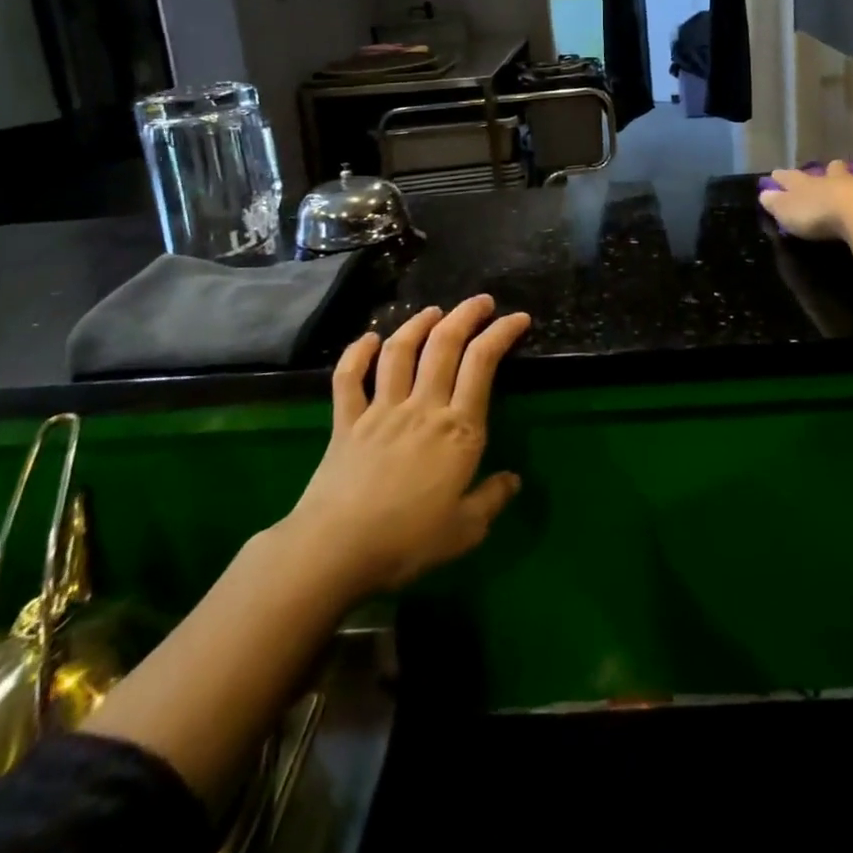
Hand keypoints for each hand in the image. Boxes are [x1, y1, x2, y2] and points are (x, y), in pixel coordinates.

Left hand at [283, 295, 528, 599]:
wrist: (335, 551)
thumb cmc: (407, 542)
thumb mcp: (465, 531)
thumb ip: (491, 500)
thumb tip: (513, 479)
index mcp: (458, 429)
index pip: (482, 364)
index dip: (501, 333)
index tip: (517, 318)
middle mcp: (422, 407)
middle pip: (445, 344)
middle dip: (466, 315)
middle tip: (481, 301)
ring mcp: (381, 409)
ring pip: (400, 351)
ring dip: (418, 324)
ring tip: (433, 311)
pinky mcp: (346, 421)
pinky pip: (349, 378)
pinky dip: (357, 353)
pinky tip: (369, 339)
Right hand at [760, 161, 852, 237]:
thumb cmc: (821, 217)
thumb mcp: (789, 213)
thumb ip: (777, 203)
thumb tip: (763, 193)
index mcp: (815, 184)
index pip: (795, 178)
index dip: (785, 177)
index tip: (777, 173)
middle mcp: (844, 180)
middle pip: (837, 170)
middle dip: (834, 169)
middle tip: (834, 168)